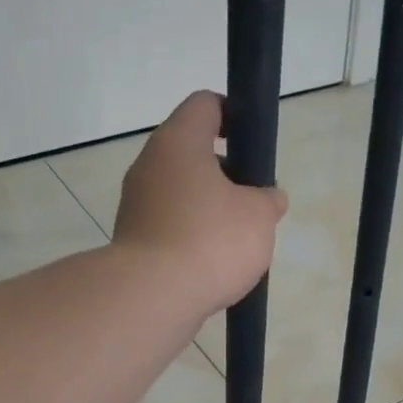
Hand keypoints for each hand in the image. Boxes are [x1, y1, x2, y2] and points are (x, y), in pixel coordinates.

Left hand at [113, 91, 288, 313]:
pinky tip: (213, 263)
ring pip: (181, 191)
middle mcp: (150, 165)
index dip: (234, 115)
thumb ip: (268, 200)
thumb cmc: (210, 241)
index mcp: (179, 142)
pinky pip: (170, 225)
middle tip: (253, 200)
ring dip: (209, 208)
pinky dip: (192, 236)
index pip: (205, 104)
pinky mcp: (134, 239)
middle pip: (192, 152)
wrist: (153, 297)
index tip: (253, 143)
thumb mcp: (259, 216)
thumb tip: (268, 198)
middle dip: (227, 172)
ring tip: (237, 239)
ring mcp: (137, 203)